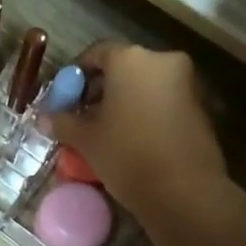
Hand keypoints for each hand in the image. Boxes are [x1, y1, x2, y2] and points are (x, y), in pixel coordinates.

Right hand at [45, 43, 226, 217]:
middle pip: (123, 67)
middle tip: (84, 116)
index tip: (66, 98)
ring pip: (145, 84)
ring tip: (107, 131)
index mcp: (130, 59)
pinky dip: (147, 112)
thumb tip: (45, 118)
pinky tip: (134, 139)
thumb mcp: (86, 139)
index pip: (96, 53)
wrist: (184, 191)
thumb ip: (63, 122)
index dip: (77, 74)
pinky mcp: (201, 107)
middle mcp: (162, 61)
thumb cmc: (127, 154)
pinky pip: (164, 101)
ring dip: (125, 101)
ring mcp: (186, 83)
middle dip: (102, 89)